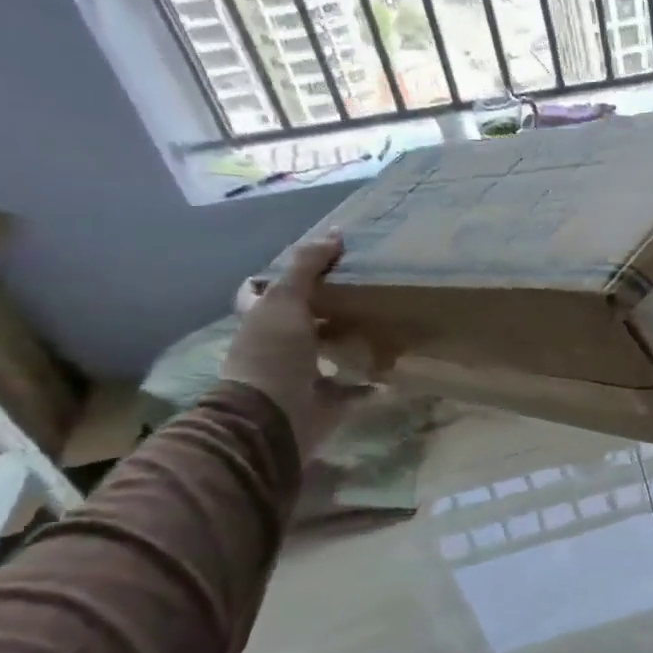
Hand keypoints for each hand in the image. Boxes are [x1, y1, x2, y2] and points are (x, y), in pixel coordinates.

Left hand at [221, 233, 365, 458]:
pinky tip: (393, 371)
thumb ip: (306, 268)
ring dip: (348, 345)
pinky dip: (371, 384)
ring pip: (325, 355)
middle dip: (323, 310)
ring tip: (382, 327)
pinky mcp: (325, 402)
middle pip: (298, 323)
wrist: (273, 418)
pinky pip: (353, 389)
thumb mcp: (286, 301)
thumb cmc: (273, 354)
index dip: (280, 277)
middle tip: (360, 292)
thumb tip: (334, 234)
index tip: (316, 265)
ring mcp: (299, 377)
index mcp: (259, 322)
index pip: (261, 292)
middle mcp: (276, 348)